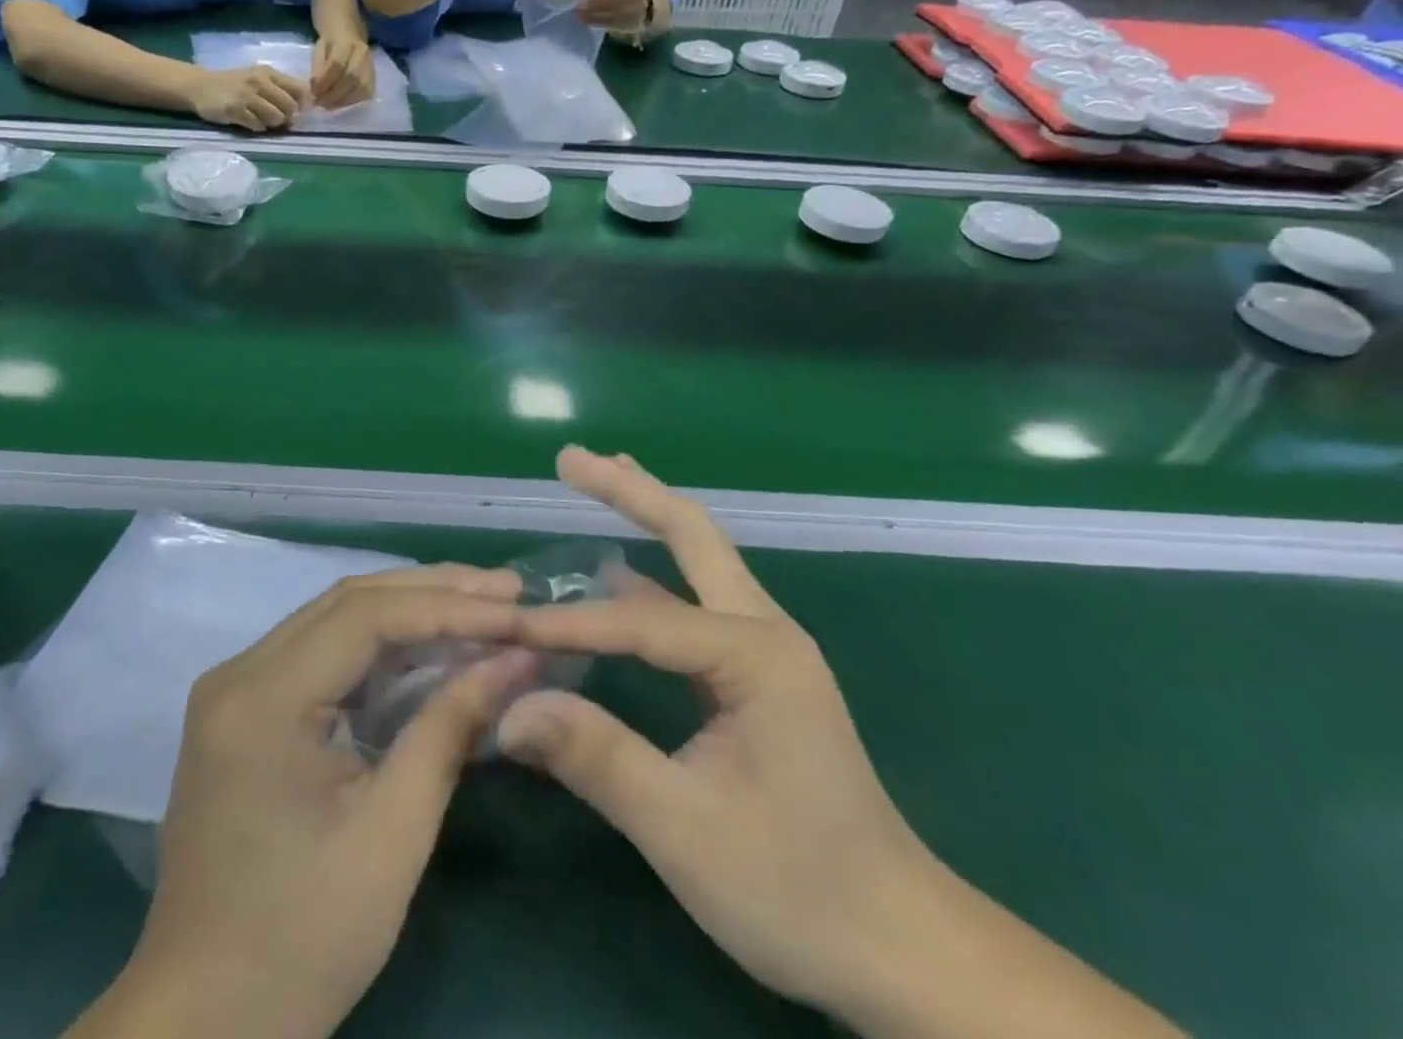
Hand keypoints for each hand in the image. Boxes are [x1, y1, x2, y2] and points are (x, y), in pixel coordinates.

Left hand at [92, 566, 532, 1038]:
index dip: (447, 606)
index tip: (514, 608)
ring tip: (482, 604)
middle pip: (348, 601)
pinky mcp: (247, 708)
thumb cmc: (303, 939)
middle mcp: (239, 673)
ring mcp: (237, 688)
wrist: (205, 1023)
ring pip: (336, 617)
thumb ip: (451, 729)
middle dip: (433, 591)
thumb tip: (516, 659)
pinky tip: (429, 644)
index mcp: (261, 699)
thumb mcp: (393, 835)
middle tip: (508, 588)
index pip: (365, 616)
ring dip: (409, 608)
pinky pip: (323, 651)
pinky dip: (381, 643)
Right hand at [187, 65, 309, 132]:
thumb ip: (280, 89)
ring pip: (276, 118)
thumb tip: (302, 108)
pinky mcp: (235, 110)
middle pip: (290, 106)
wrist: (199, 85)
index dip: (302, 104)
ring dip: (273, 124)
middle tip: (278, 119)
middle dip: (288, 117)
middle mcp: (259, 81)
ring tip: (262, 120)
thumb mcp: (258, 78)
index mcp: (268, 73)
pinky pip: (258, 125)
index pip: (300, 89)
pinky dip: (257, 127)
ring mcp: (246, 96)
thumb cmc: (234, 84)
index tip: (297, 110)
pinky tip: (249, 122)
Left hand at [311, 34, 376, 109]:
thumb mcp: (319, 50)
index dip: (325, 80)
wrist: (350, 36)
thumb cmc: (330, 45)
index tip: (313, 92)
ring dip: (342, 101)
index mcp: (346, 41)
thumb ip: (317, 67)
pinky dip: (351, 103)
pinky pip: (365, 95)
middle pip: (351, 78)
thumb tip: (315, 88)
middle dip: (333, 94)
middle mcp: (362, 54)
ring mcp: (371, 67)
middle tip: (320, 102)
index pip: (337, 63)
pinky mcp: (374, 79)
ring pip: (361, 88)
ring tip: (328, 106)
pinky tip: (339, 104)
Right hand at [504, 452, 1184, 1038]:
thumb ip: (596, 757)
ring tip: (596, 480)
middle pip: (690, 534)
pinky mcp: (757, 676)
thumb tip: (509, 708)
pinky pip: (693, 606)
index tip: (505, 630)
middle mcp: (763, 630)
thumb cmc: (797, 889)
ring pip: (697, 561)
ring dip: (646, 516)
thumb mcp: (685, 829)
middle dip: (630, 491)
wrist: (900, 947)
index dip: (568, 625)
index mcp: (754, 654)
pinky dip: (651, 576)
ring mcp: (765, 650)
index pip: (639, 621)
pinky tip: (619, 573)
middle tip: (570, 458)